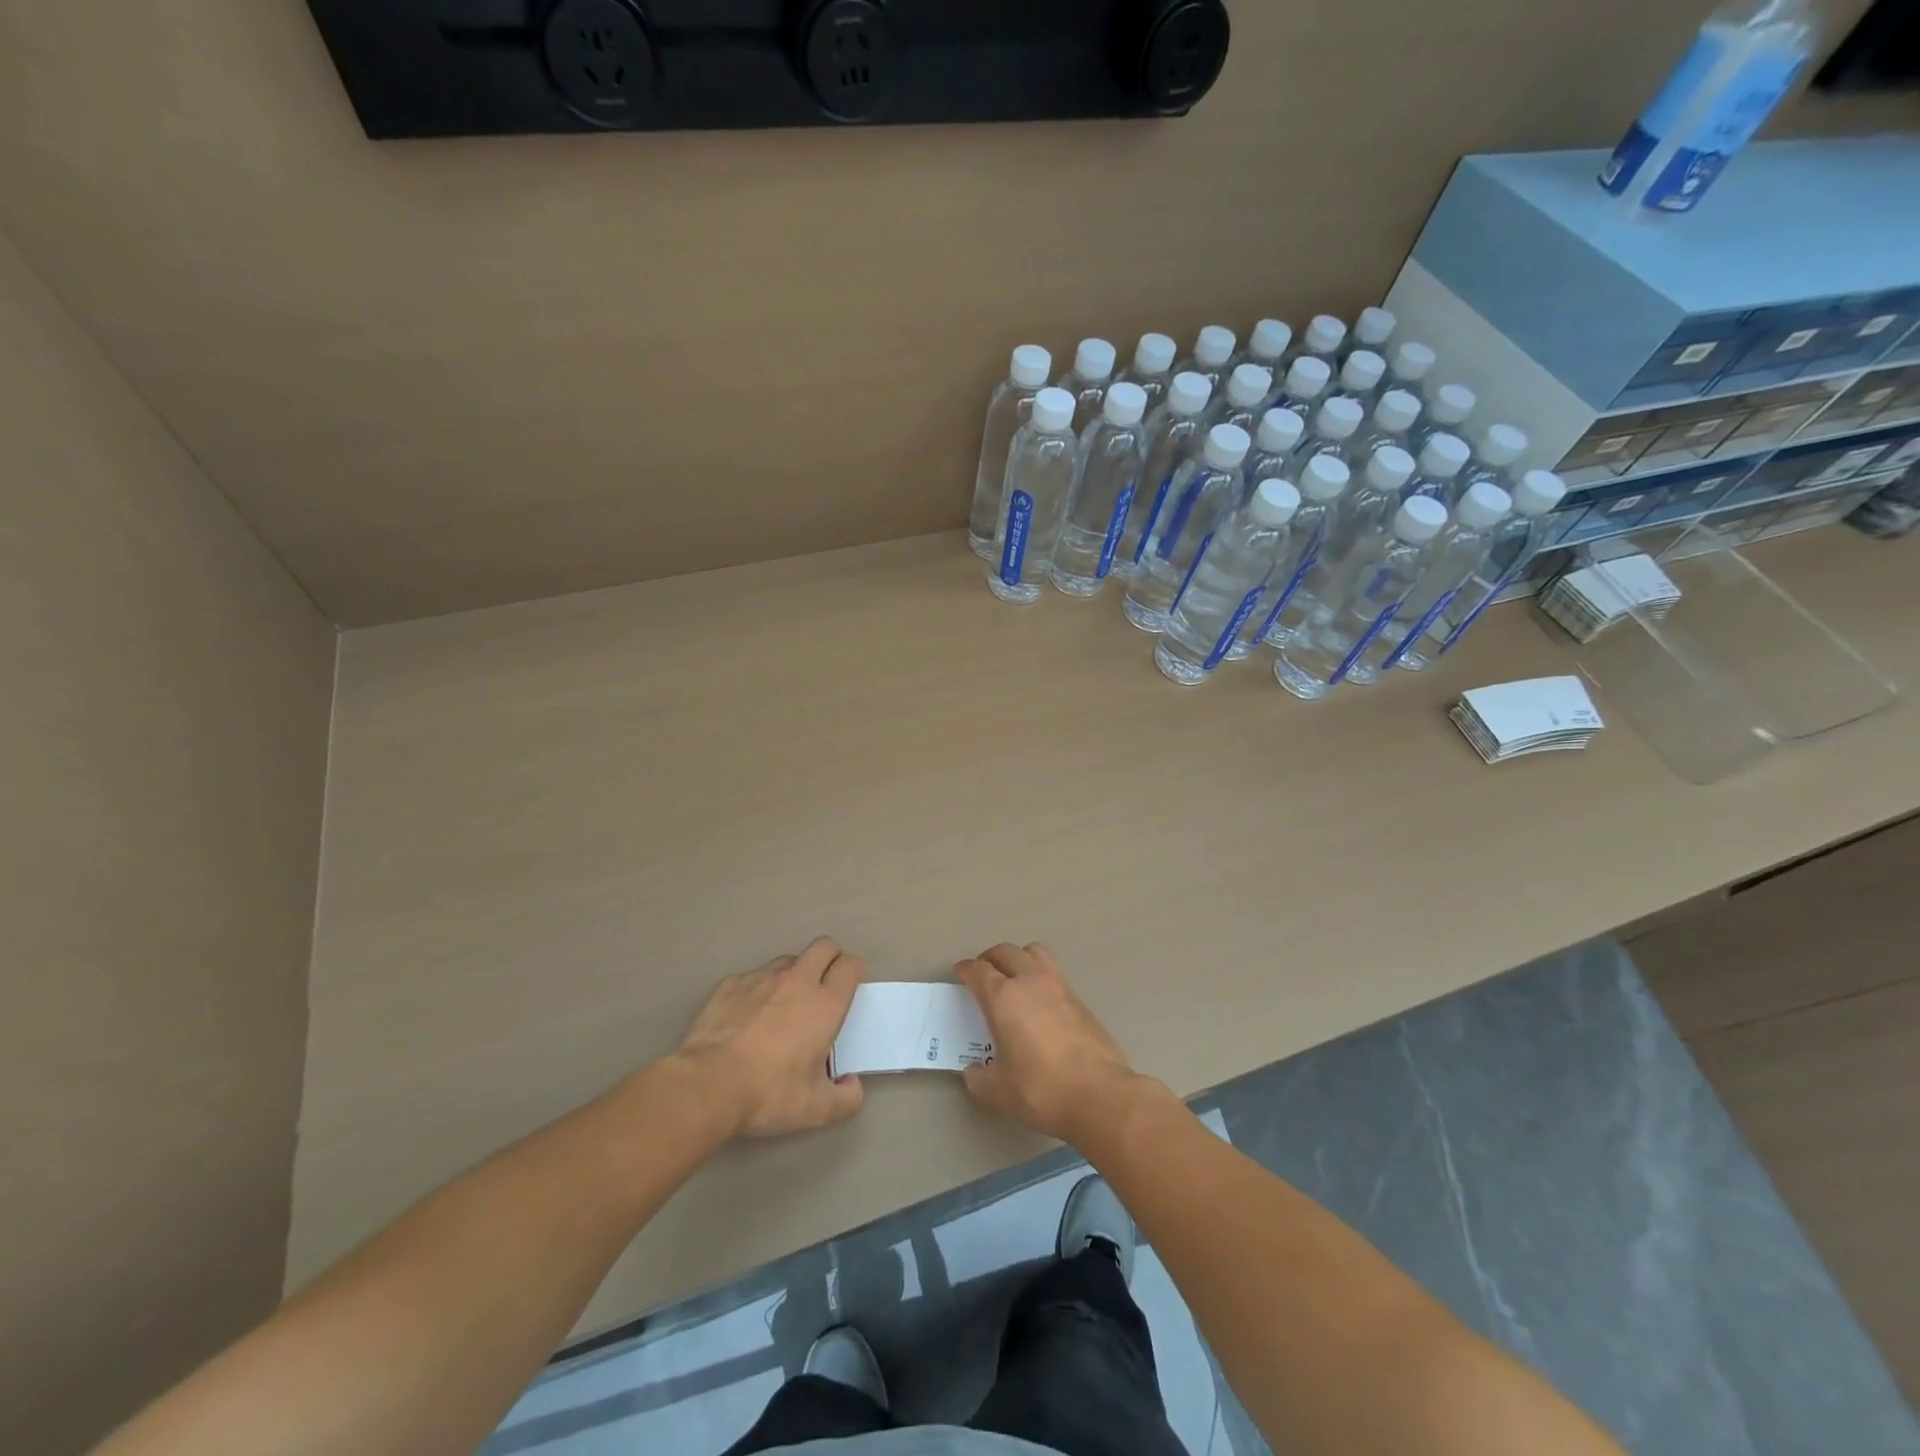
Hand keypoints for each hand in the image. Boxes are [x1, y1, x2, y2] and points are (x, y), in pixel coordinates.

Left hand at [674, 937, 866, 1138]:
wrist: (706, 1085)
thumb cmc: (768, 1094)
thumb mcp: (816, 1110)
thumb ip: (846, 1099)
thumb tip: (852, 1084)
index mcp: (825, 1004)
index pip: (850, 965)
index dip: (854, 971)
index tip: (849, 989)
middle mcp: (797, 981)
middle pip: (824, 946)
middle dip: (830, 958)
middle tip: (824, 986)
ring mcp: (761, 978)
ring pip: (788, 960)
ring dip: (794, 973)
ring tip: (784, 1004)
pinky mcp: (730, 984)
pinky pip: (753, 976)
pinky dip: (758, 989)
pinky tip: (747, 1016)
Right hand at [956, 943, 1140, 1144]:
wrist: (1100, 1094)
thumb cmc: (1041, 1089)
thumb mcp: (999, 1092)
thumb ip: (979, 1078)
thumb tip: (973, 1071)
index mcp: (1004, 998)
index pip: (979, 970)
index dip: (966, 969)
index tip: (960, 973)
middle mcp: (1030, 982)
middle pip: (1006, 952)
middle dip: (990, 958)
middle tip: (984, 973)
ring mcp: (1059, 987)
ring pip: (1035, 953)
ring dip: (1020, 957)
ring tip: (1014, 977)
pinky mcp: (1080, 999)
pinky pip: (1054, 973)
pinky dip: (1041, 977)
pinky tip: (1040, 1003)